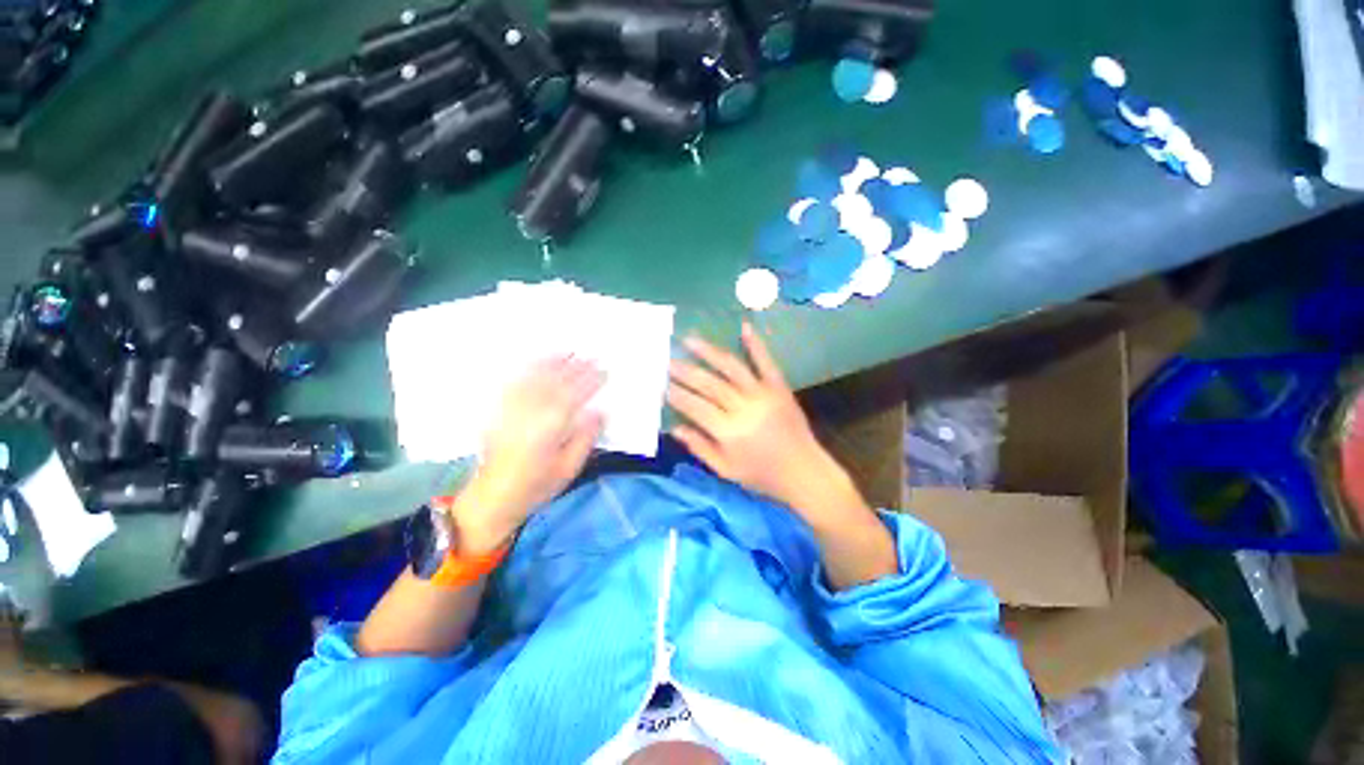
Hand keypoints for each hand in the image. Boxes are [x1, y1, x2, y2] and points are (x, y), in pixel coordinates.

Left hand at [457, 357, 603, 552]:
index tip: (605, 371)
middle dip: (576, 367)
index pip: (575, 395)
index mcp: (550, 428)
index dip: (591, 381)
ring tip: (568, 352)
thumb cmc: (537, 485)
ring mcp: (513, 409)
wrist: (493, 496)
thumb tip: (599, 412)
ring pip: (536, 378)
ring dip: (553, 363)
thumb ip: (585, 438)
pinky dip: (529, 369)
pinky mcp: (501, 411)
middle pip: (556, 382)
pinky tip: (537, 362)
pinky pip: (516, 383)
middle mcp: (530, 413)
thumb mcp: (569, 468)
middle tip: (592, 356)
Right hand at [667, 323, 865, 522]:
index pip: (695, 407)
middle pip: (709, 384)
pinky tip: (744, 327)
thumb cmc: (762, 476)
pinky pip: (766, 362)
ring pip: (731, 368)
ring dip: (709, 352)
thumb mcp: (725, 470)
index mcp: (729, 431)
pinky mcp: (779, 387)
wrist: (804, 472)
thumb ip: (699, 447)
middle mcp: (743, 407)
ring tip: (690, 339)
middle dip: (686, 371)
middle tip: (668, 360)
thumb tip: (674, 428)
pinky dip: (756, 344)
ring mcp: (763, 394)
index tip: (662, 384)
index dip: (677, 394)